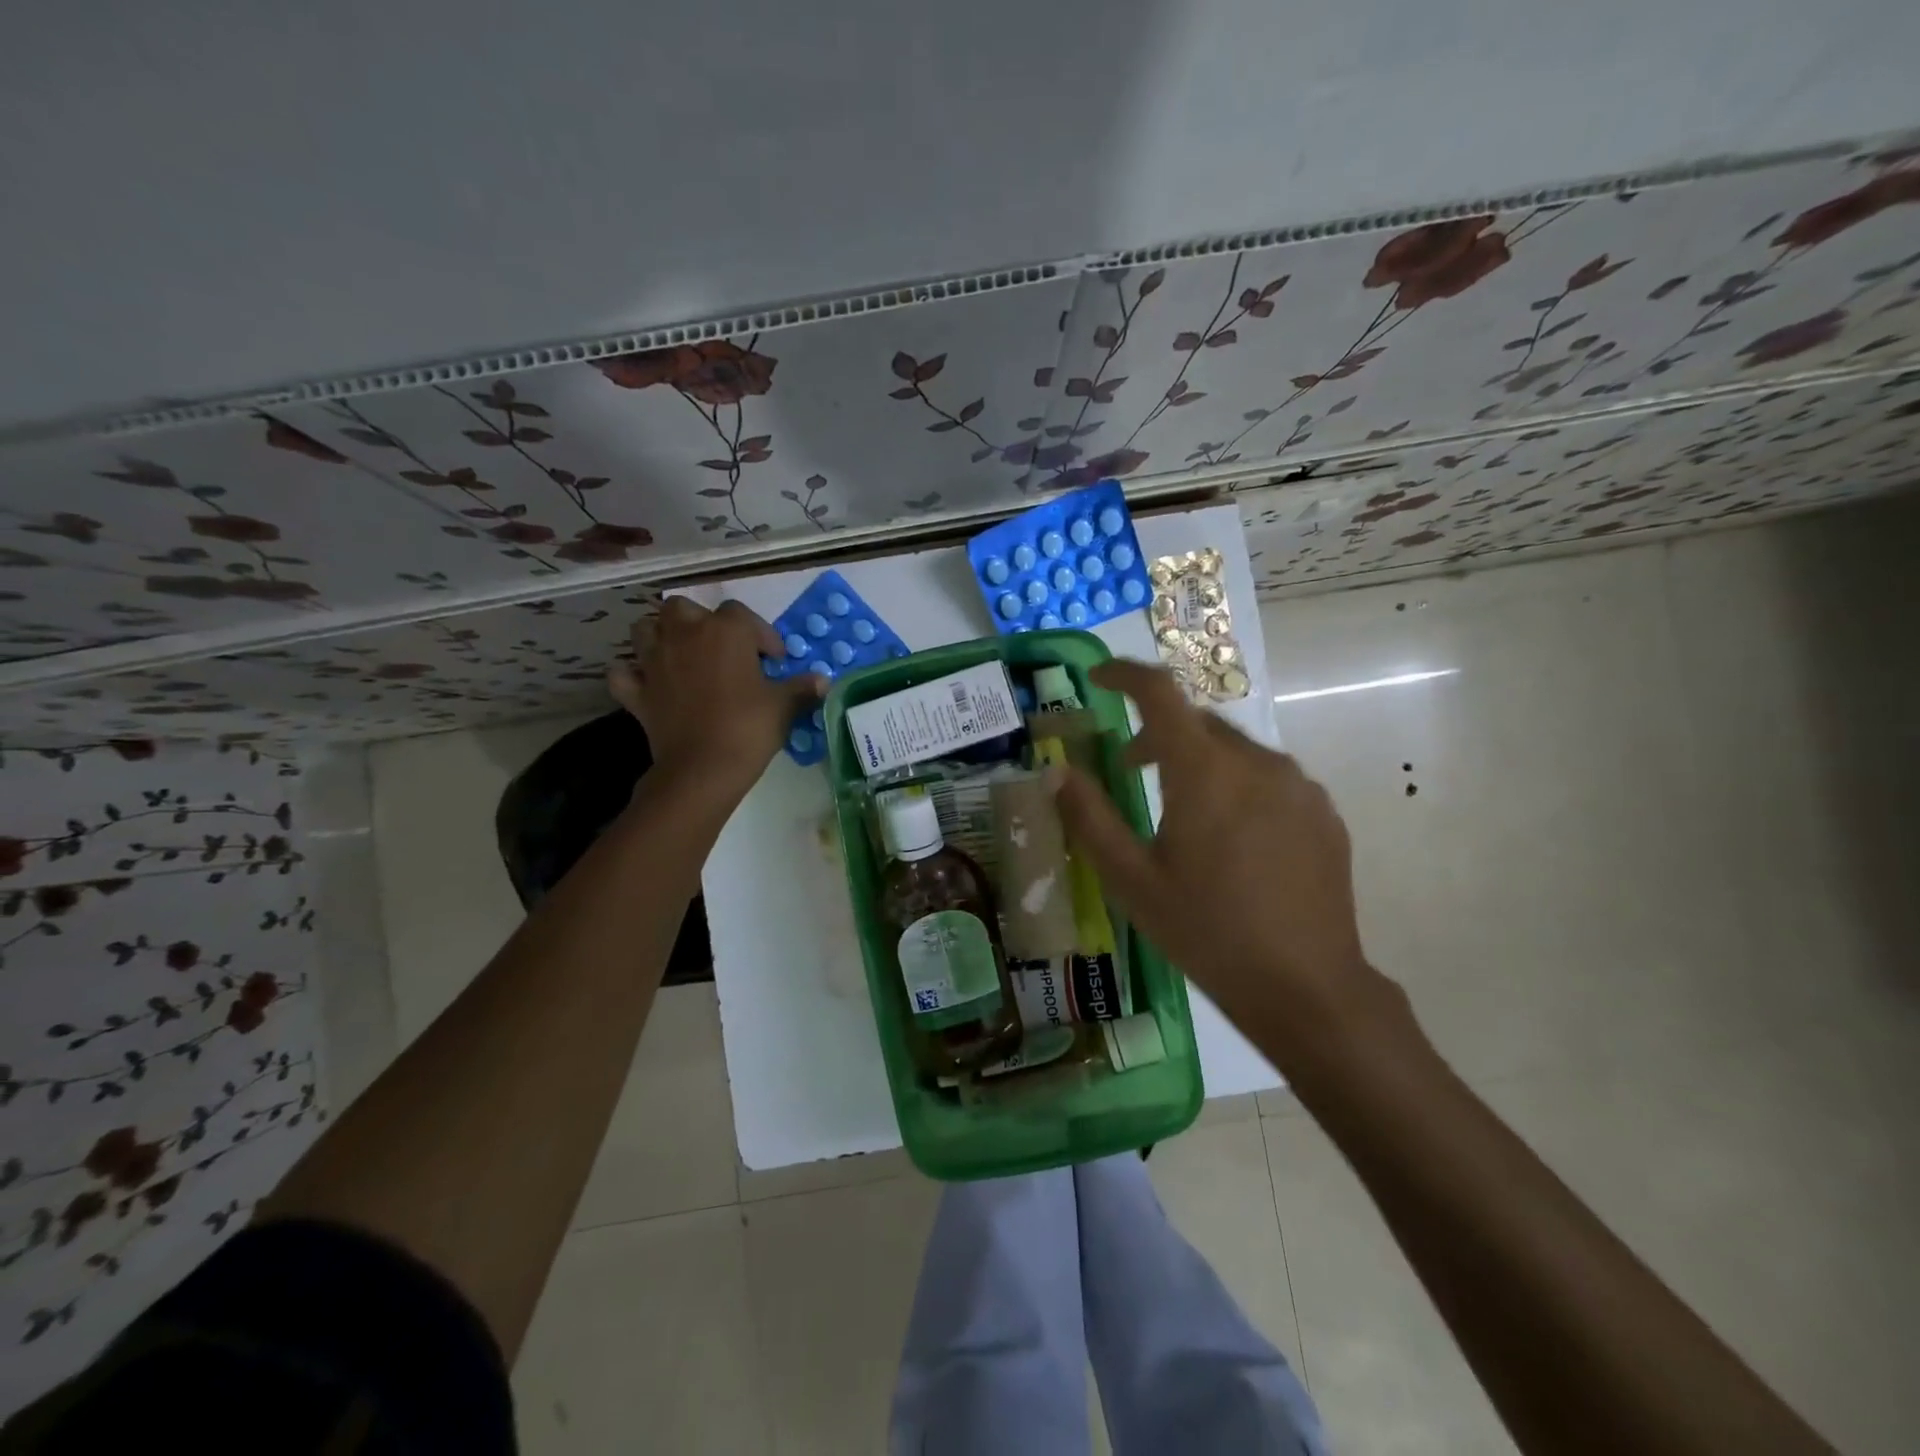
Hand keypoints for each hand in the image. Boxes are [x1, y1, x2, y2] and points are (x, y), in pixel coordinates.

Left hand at [608, 599, 823, 796]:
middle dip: (701, 623)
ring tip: (682, 656)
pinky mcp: (636, 691)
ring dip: (661, 636)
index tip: (773, 661)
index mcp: (725, 631)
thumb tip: (824, 681)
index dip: (760, 635)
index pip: (742, 615)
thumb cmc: (748, 728)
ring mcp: (653, 661)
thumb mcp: (784, 706)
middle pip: (684, 609)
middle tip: (722, 650)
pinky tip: (647, 683)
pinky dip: (632, 674)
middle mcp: (684, 635)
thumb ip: (802, 688)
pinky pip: (623, 672)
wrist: (702, 768)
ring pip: (645, 629)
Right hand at [1051, 659, 1405, 1061]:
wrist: (1306, 988)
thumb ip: (1090, 816)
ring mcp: (1299, 785)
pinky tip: (1233, 838)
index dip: (1124, 675)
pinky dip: (1238, 785)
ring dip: (1199, 760)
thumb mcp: (1132, 879)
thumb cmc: (1206, 931)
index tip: (1097, 679)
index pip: (1160, 693)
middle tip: (1129, 768)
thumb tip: (1057, 770)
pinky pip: (1270, 778)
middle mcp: (1257, 761)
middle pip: (1197, 722)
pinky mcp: (1323, 812)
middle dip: (1157, 732)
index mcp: (1204, 771)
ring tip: (1182, 810)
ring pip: (1235, 749)